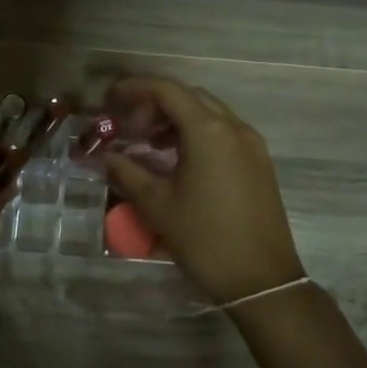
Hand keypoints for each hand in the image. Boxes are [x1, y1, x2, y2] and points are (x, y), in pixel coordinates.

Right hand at [101, 77, 305, 305]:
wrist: (261, 279)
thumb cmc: (204, 238)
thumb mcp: (157, 204)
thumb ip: (126, 171)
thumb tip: (105, 155)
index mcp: (208, 131)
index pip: (167, 90)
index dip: (135, 88)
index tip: (111, 98)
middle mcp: (234, 127)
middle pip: (189, 96)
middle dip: (156, 103)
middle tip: (130, 126)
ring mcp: (251, 144)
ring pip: (209, 113)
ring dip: (177, 118)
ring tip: (150, 143)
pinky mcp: (259, 162)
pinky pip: (224, 131)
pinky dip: (197, 133)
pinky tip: (179, 159)